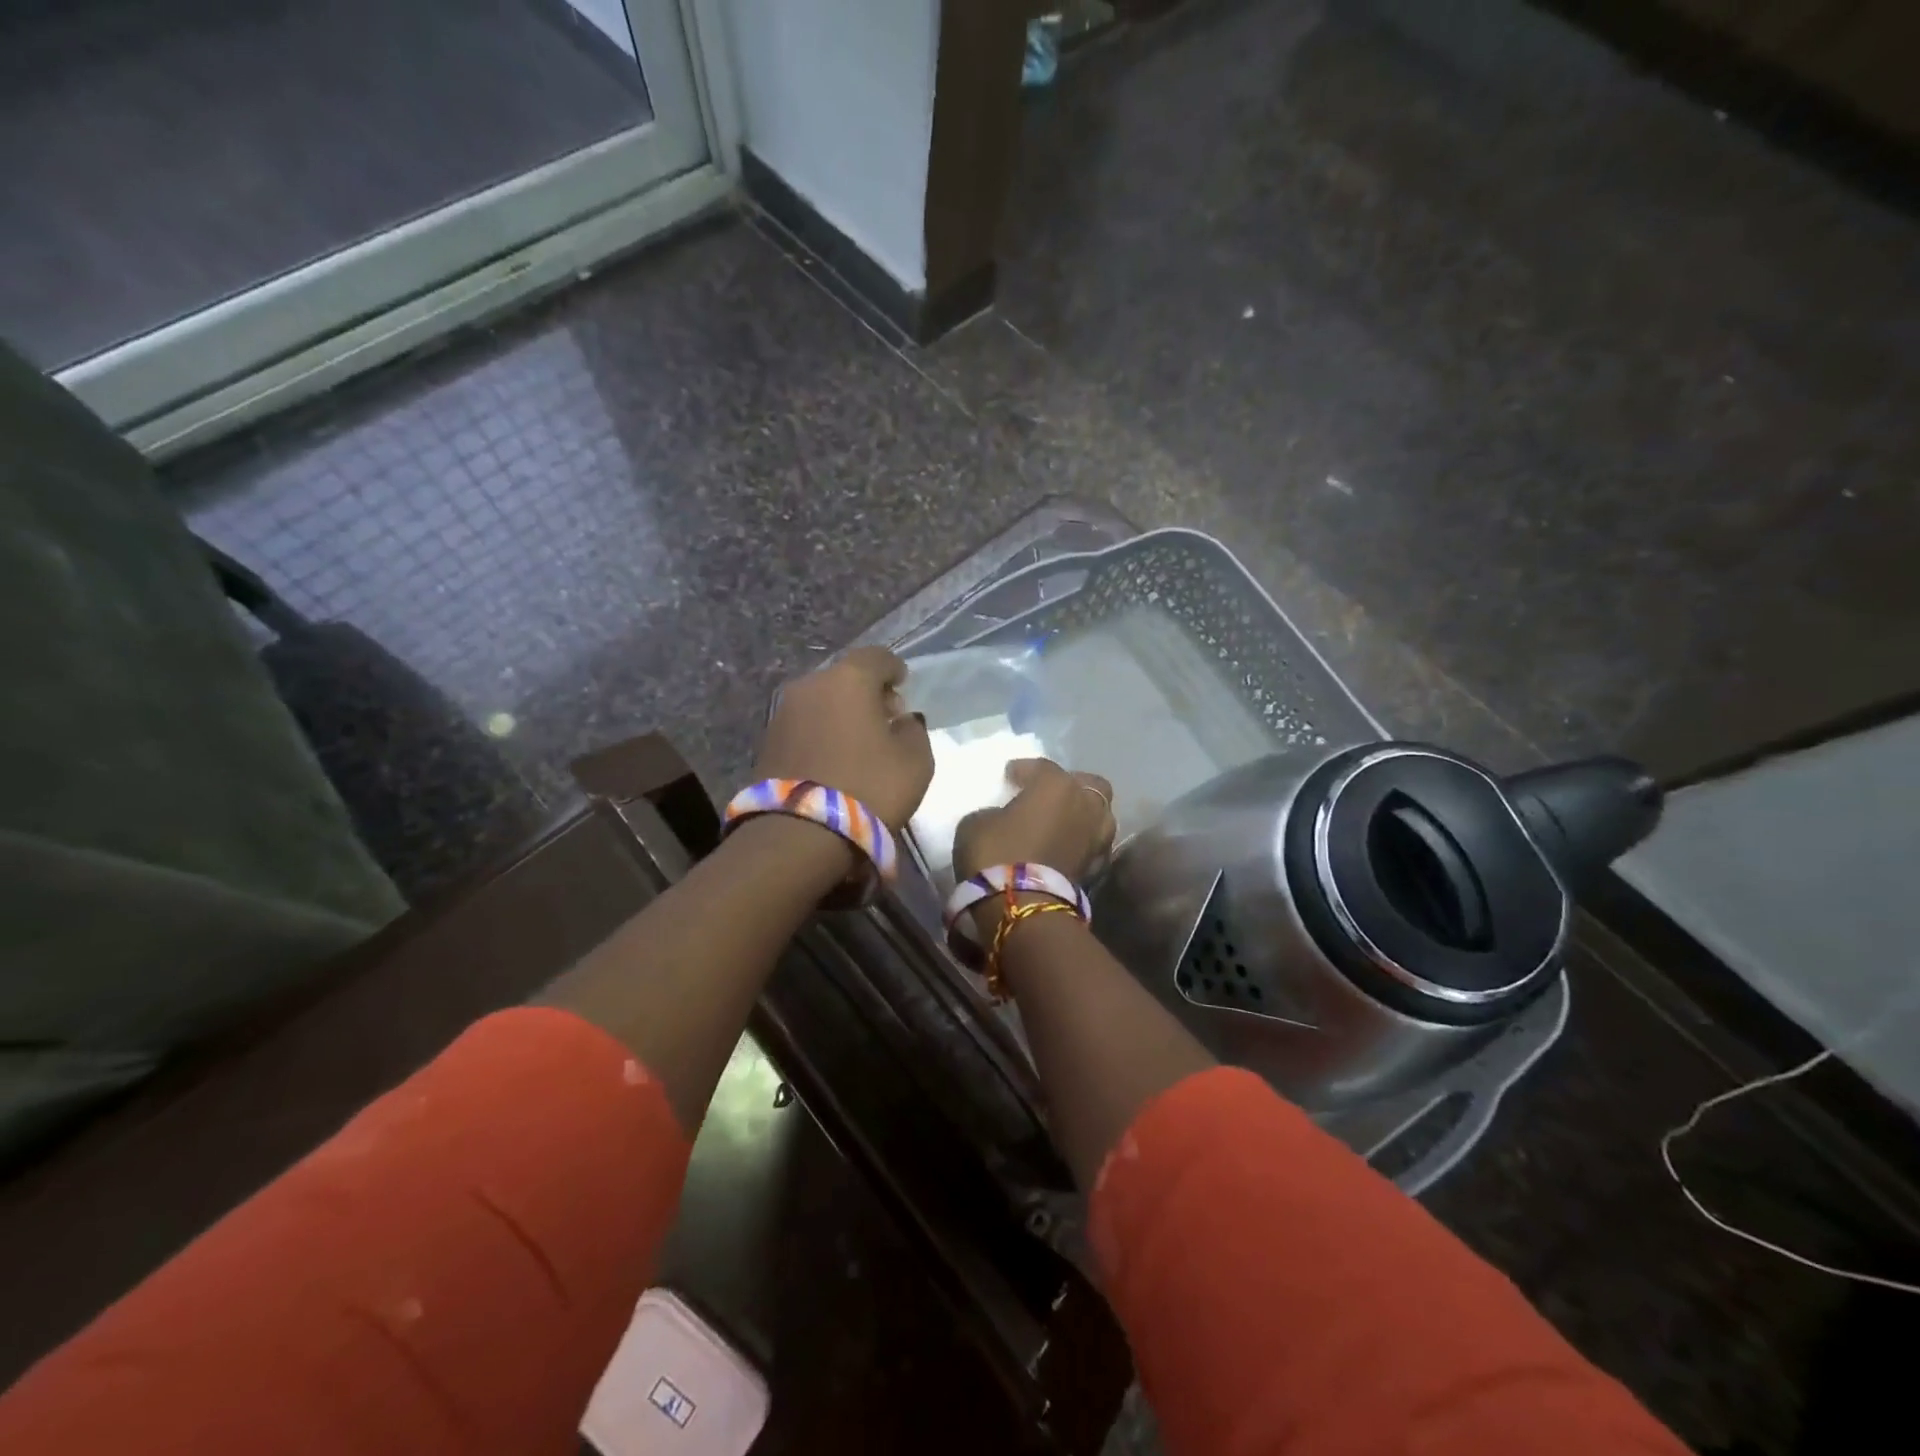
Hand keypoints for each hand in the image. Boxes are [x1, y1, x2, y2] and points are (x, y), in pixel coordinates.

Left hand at [753, 646, 933, 829]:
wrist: (799, 834)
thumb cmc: (869, 788)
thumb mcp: (916, 761)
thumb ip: (913, 730)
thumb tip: (901, 721)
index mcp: (849, 679)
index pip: (877, 657)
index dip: (894, 669)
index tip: (903, 687)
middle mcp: (810, 685)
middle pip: (845, 677)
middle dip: (866, 693)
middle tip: (884, 719)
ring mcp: (782, 712)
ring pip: (821, 701)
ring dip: (840, 714)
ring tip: (858, 743)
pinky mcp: (766, 742)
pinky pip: (804, 726)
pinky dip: (821, 733)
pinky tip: (833, 759)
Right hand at [952, 757, 1115, 892]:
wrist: (1023, 908)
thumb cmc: (997, 854)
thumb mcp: (976, 823)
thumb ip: (994, 812)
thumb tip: (1002, 818)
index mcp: (1056, 784)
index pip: (1041, 767)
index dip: (1023, 770)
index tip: (1010, 776)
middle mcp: (1085, 804)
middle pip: (1088, 784)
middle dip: (1071, 785)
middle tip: (1048, 795)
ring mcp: (1098, 837)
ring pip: (1099, 814)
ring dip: (1082, 814)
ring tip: (1061, 822)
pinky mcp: (1099, 867)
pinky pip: (1093, 844)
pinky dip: (1082, 842)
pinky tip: (1065, 847)